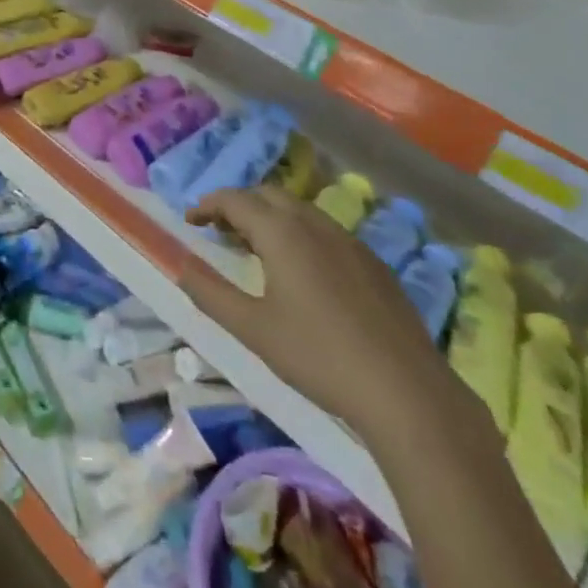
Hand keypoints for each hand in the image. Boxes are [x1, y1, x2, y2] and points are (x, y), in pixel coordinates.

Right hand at [180, 184, 458, 444]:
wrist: (407, 392)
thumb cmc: (319, 357)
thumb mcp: (253, 329)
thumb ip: (210, 293)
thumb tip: (181, 265)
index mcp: (282, 232)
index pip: (235, 199)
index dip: (208, 205)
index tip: (191, 221)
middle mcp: (315, 224)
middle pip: (268, 195)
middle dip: (239, 205)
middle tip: (220, 232)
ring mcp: (350, 241)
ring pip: (300, 211)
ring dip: (271, 218)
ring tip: (257, 250)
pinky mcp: (374, 264)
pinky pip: (326, 232)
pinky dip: (301, 234)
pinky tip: (304, 274)